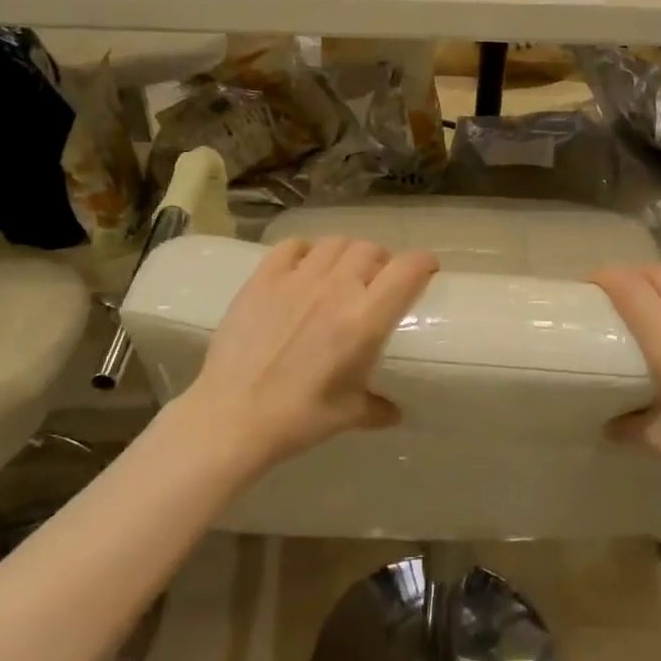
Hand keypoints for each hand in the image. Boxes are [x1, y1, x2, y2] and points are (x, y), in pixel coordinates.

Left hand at [185, 237, 439, 472]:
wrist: (233, 416)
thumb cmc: (298, 418)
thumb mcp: (347, 415)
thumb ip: (377, 407)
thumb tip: (394, 412)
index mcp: (365, 319)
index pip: (407, 270)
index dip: (423, 262)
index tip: (428, 268)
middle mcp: (336, 288)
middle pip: (371, 250)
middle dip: (382, 261)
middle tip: (378, 279)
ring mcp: (297, 278)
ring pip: (335, 243)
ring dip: (347, 253)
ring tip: (343, 271)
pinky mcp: (263, 279)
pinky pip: (292, 246)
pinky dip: (306, 251)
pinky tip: (304, 267)